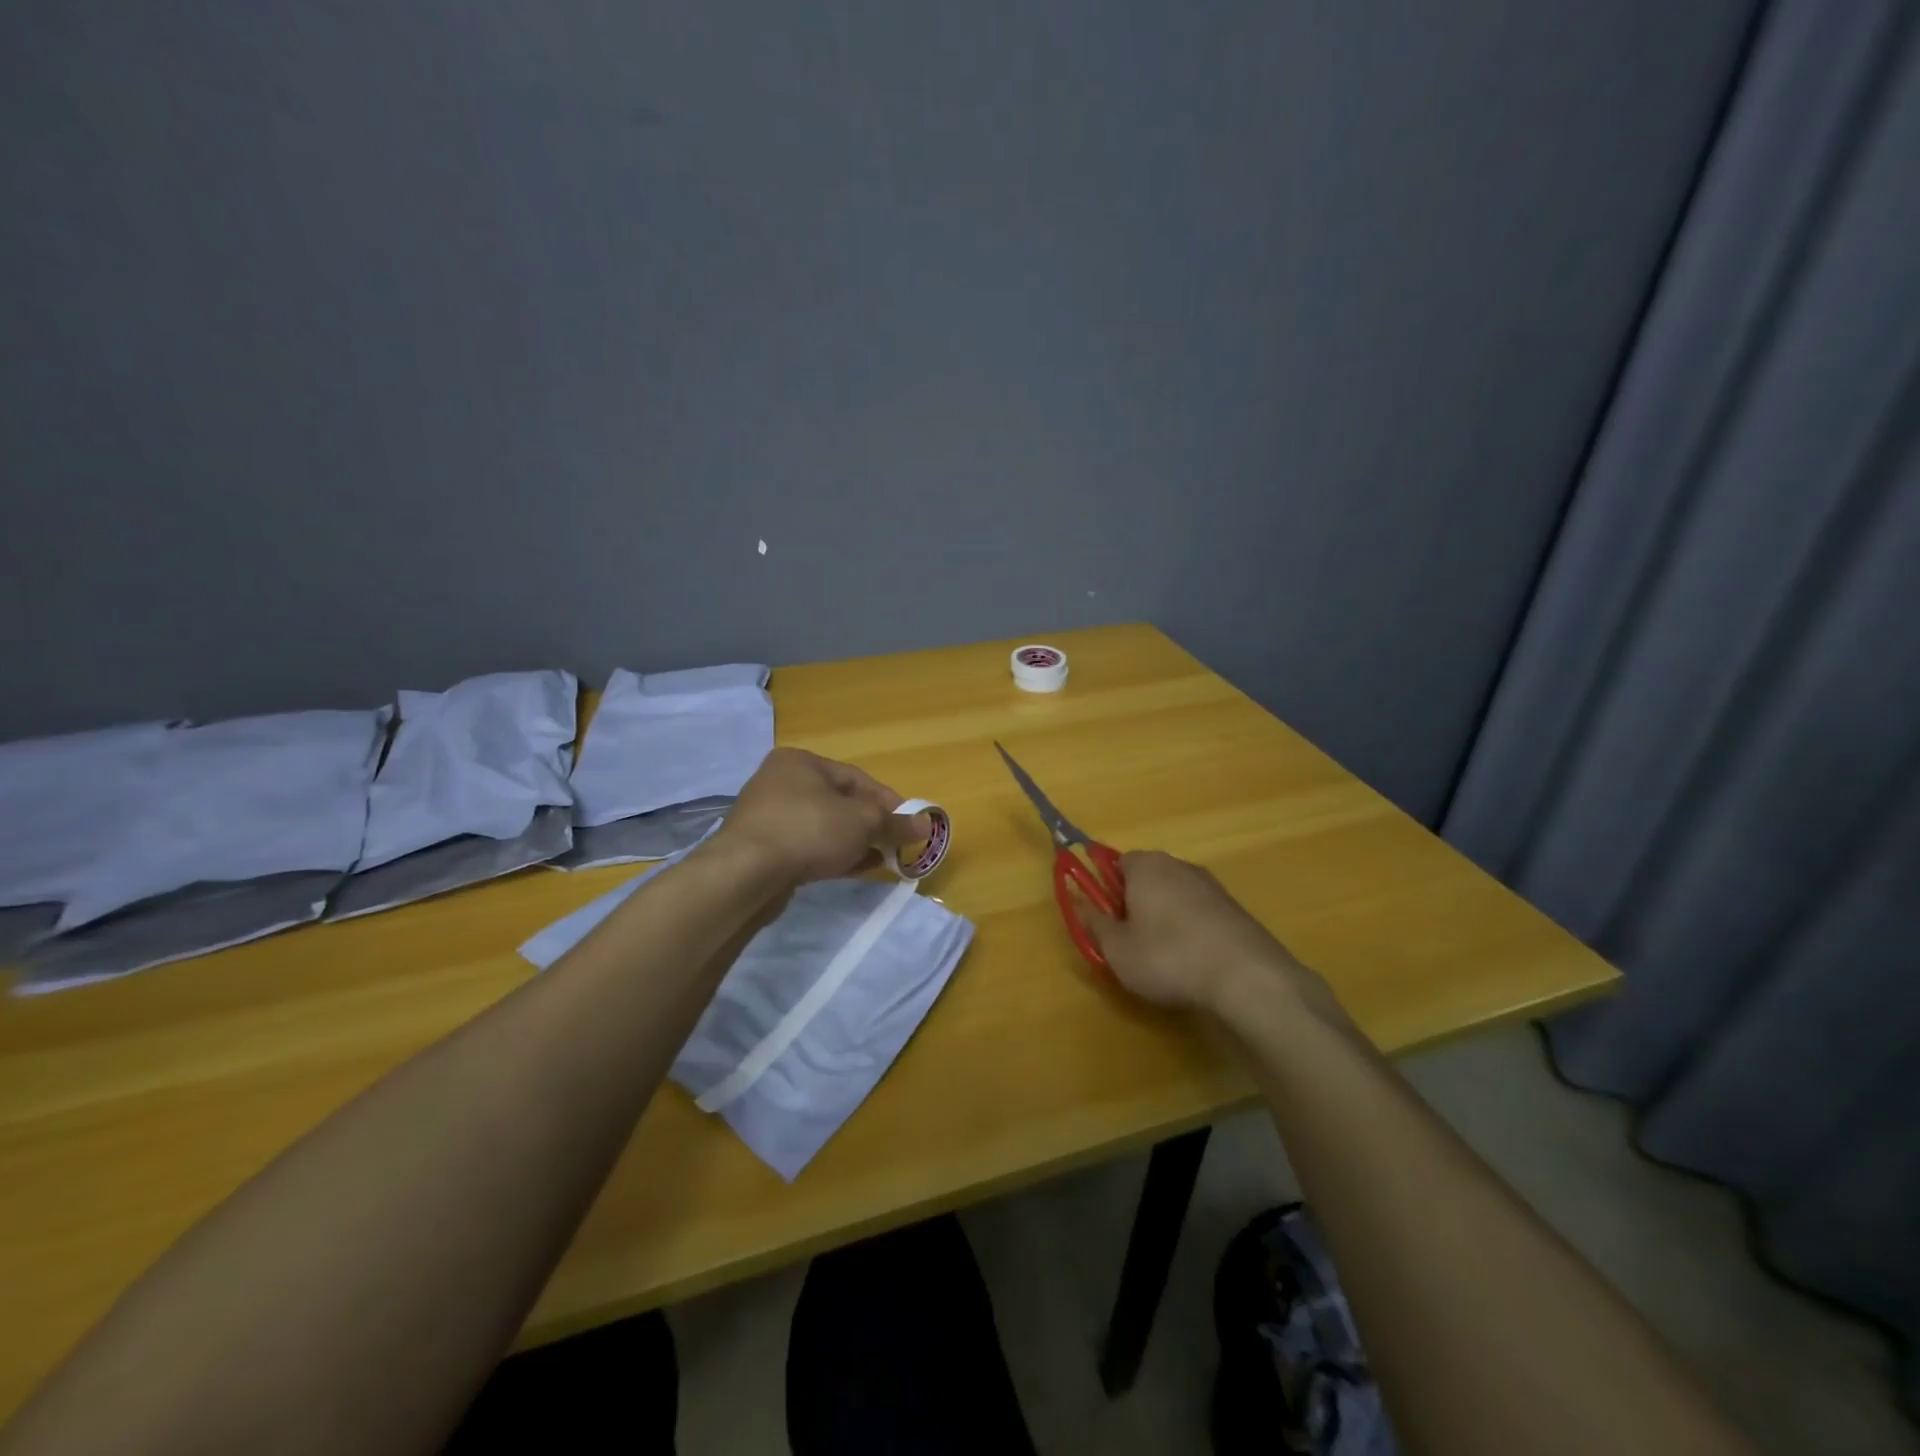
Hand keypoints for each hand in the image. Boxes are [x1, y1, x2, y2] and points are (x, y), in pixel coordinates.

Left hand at [708, 748, 929, 886]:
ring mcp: (768, 816)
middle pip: (839, 802)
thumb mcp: (862, 823)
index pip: (856, 777)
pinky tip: (852, 869)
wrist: (745, 874)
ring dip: (853, 842)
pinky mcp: (762, 848)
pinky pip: (806, 846)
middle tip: (894, 844)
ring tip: (878, 860)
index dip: (888, 802)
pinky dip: (831, 854)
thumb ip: (895, 823)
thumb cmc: (808, 831)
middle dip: (870, 824)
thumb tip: (926, 824)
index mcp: (801, 762)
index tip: (909, 825)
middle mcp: (780, 782)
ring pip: (823, 825)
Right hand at [1074, 850, 1336, 1018]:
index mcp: (1145, 865)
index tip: (1106, 921)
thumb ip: (1093, 921)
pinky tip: (1193, 963)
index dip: (1106, 890)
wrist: (1246, 977)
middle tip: (1129, 942)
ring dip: (1164, 919)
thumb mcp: (1117, 949)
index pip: (1115, 863)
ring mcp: (1211, 885)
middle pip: (1146, 878)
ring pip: (1174, 896)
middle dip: (1135, 904)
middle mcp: (1179, 865)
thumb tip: (1077, 898)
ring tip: (1163, 958)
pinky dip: (1191, 931)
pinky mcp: (1235, 909)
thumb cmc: (1168, 957)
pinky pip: (1199, 913)